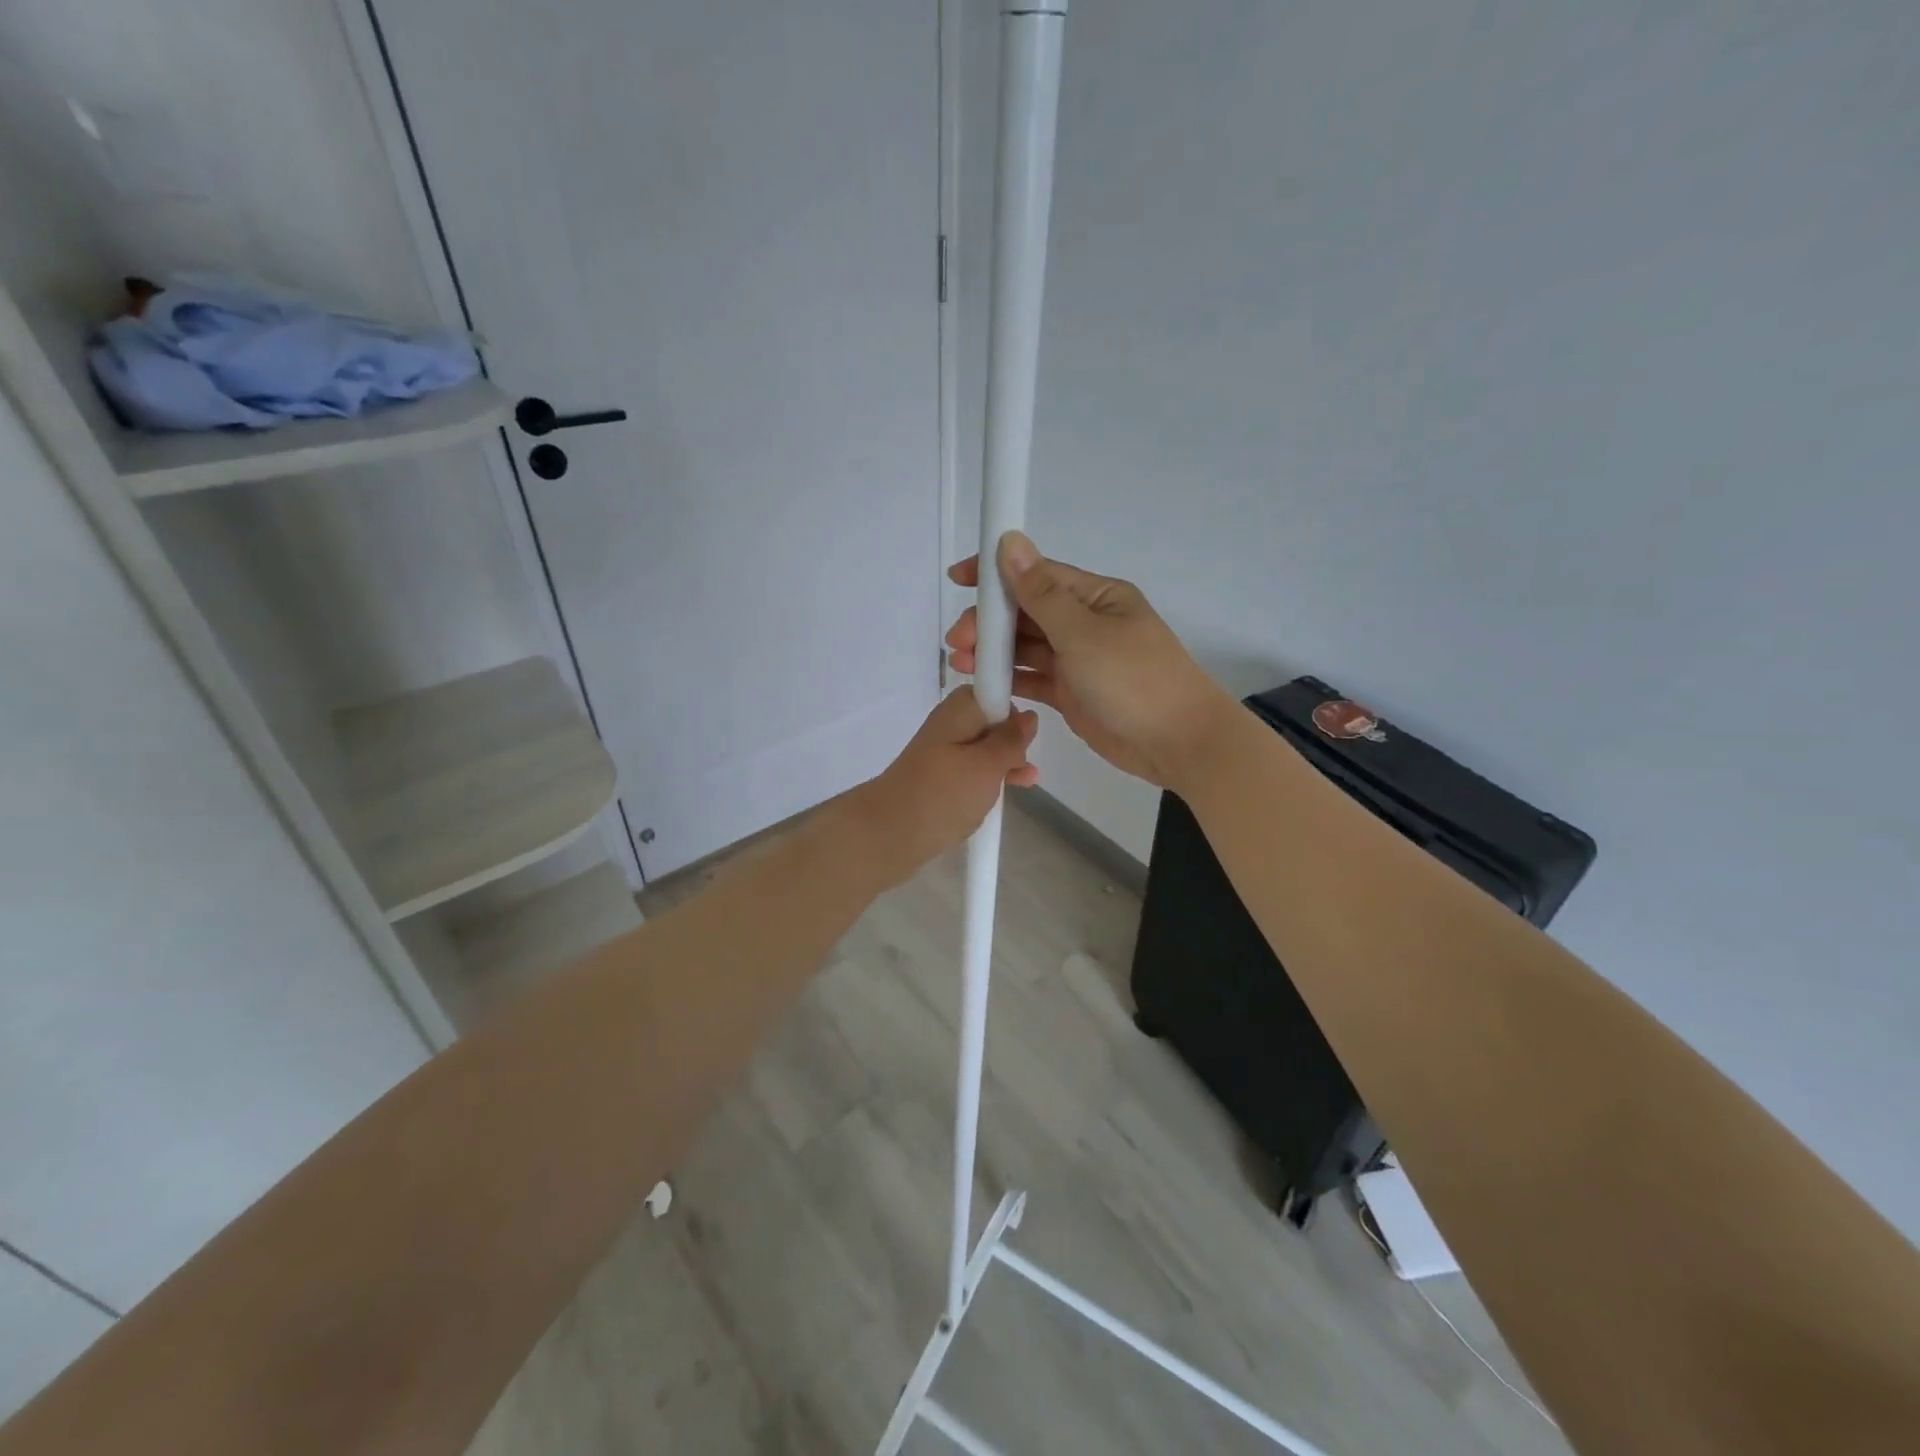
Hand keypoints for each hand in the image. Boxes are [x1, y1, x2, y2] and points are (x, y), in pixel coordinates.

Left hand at [845, 687, 1038, 884]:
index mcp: (959, 710)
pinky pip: (971, 770)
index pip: (994, 690)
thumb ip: (1011, 741)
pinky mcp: (938, 778)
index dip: (1013, 710)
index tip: (1025, 736)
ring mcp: (942, 752)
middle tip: (1023, 766)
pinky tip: (1001, 794)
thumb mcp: (987, 765)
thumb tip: (1028, 716)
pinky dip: (988, 779)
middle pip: (991, 720)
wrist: (888, 834)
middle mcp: (950, 724)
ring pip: (983, 748)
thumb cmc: (943, 795)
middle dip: (1012, 740)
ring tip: (1025, 783)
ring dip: (1005, 763)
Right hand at [945, 532, 1232, 789]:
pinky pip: (1032, 678)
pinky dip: (1008, 680)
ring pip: (1025, 647)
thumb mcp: (1083, 633)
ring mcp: (1077, 660)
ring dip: (993, 652)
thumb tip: (1011, 541)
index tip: (958, 578)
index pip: (1037, 575)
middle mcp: (1084, 623)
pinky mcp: (1071, 693)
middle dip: (989, 622)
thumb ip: (1040, 593)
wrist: (1176, 743)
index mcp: (1095, 597)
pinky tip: (982, 685)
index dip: (995, 574)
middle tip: (957, 641)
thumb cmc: (1134, 679)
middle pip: (1026, 613)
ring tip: (961, 663)